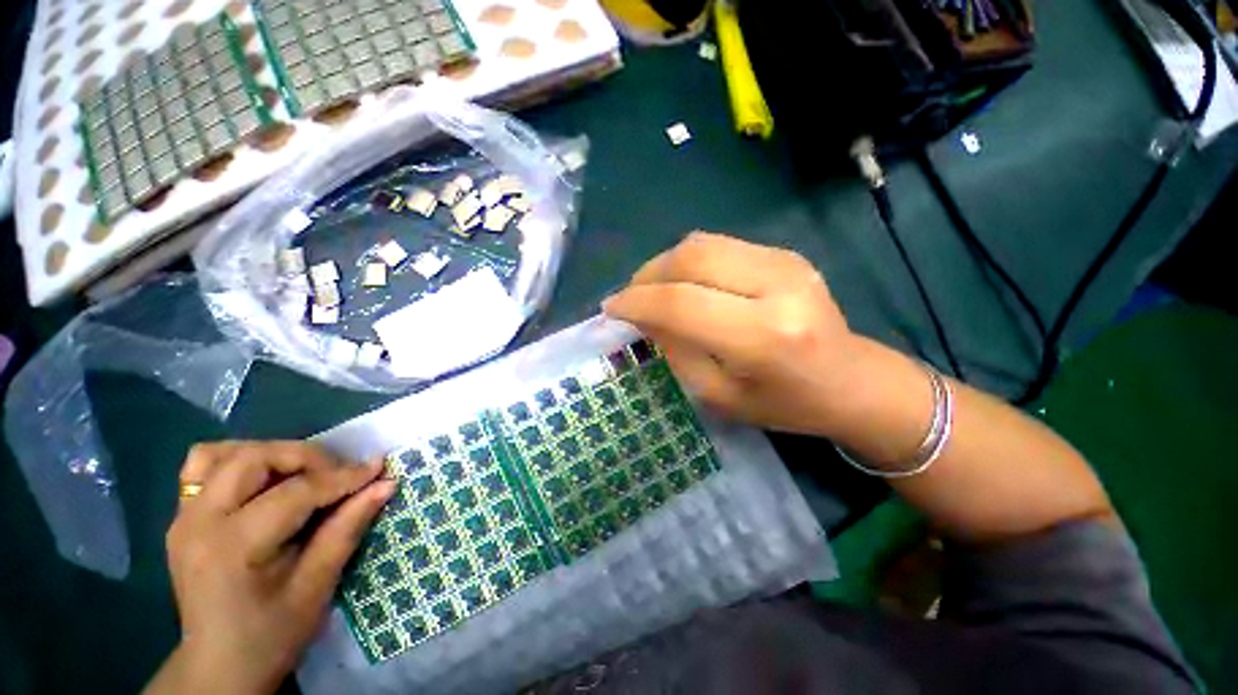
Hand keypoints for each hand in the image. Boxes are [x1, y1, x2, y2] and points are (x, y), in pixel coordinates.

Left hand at [147, 441, 395, 694]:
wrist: (219, 667)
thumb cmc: (273, 634)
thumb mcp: (317, 585)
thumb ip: (348, 528)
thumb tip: (385, 484)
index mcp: (232, 547)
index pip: (295, 492)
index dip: (343, 477)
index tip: (379, 468)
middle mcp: (199, 522)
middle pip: (255, 459)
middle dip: (308, 458)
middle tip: (340, 475)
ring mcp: (184, 517)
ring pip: (226, 453)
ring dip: (273, 455)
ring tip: (303, 475)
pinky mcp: (183, 517)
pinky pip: (203, 467)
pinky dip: (237, 460)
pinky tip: (262, 480)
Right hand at [602, 232, 869, 438]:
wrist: (851, 382)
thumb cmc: (784, 404)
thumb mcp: (718, 395)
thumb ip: (676, 351)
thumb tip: (643, 316)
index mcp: (763, 336)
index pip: (681, 303)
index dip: (637, 302)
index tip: (610, 309)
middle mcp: (777, 286)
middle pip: (690, 259)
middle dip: (647, 275)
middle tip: (630, 298)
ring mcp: (785, 261)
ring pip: (701, 244)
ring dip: (665, 264)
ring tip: (652, 289)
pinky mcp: (786, 253)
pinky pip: (720, 246)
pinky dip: (689, 262)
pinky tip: (684, 284)